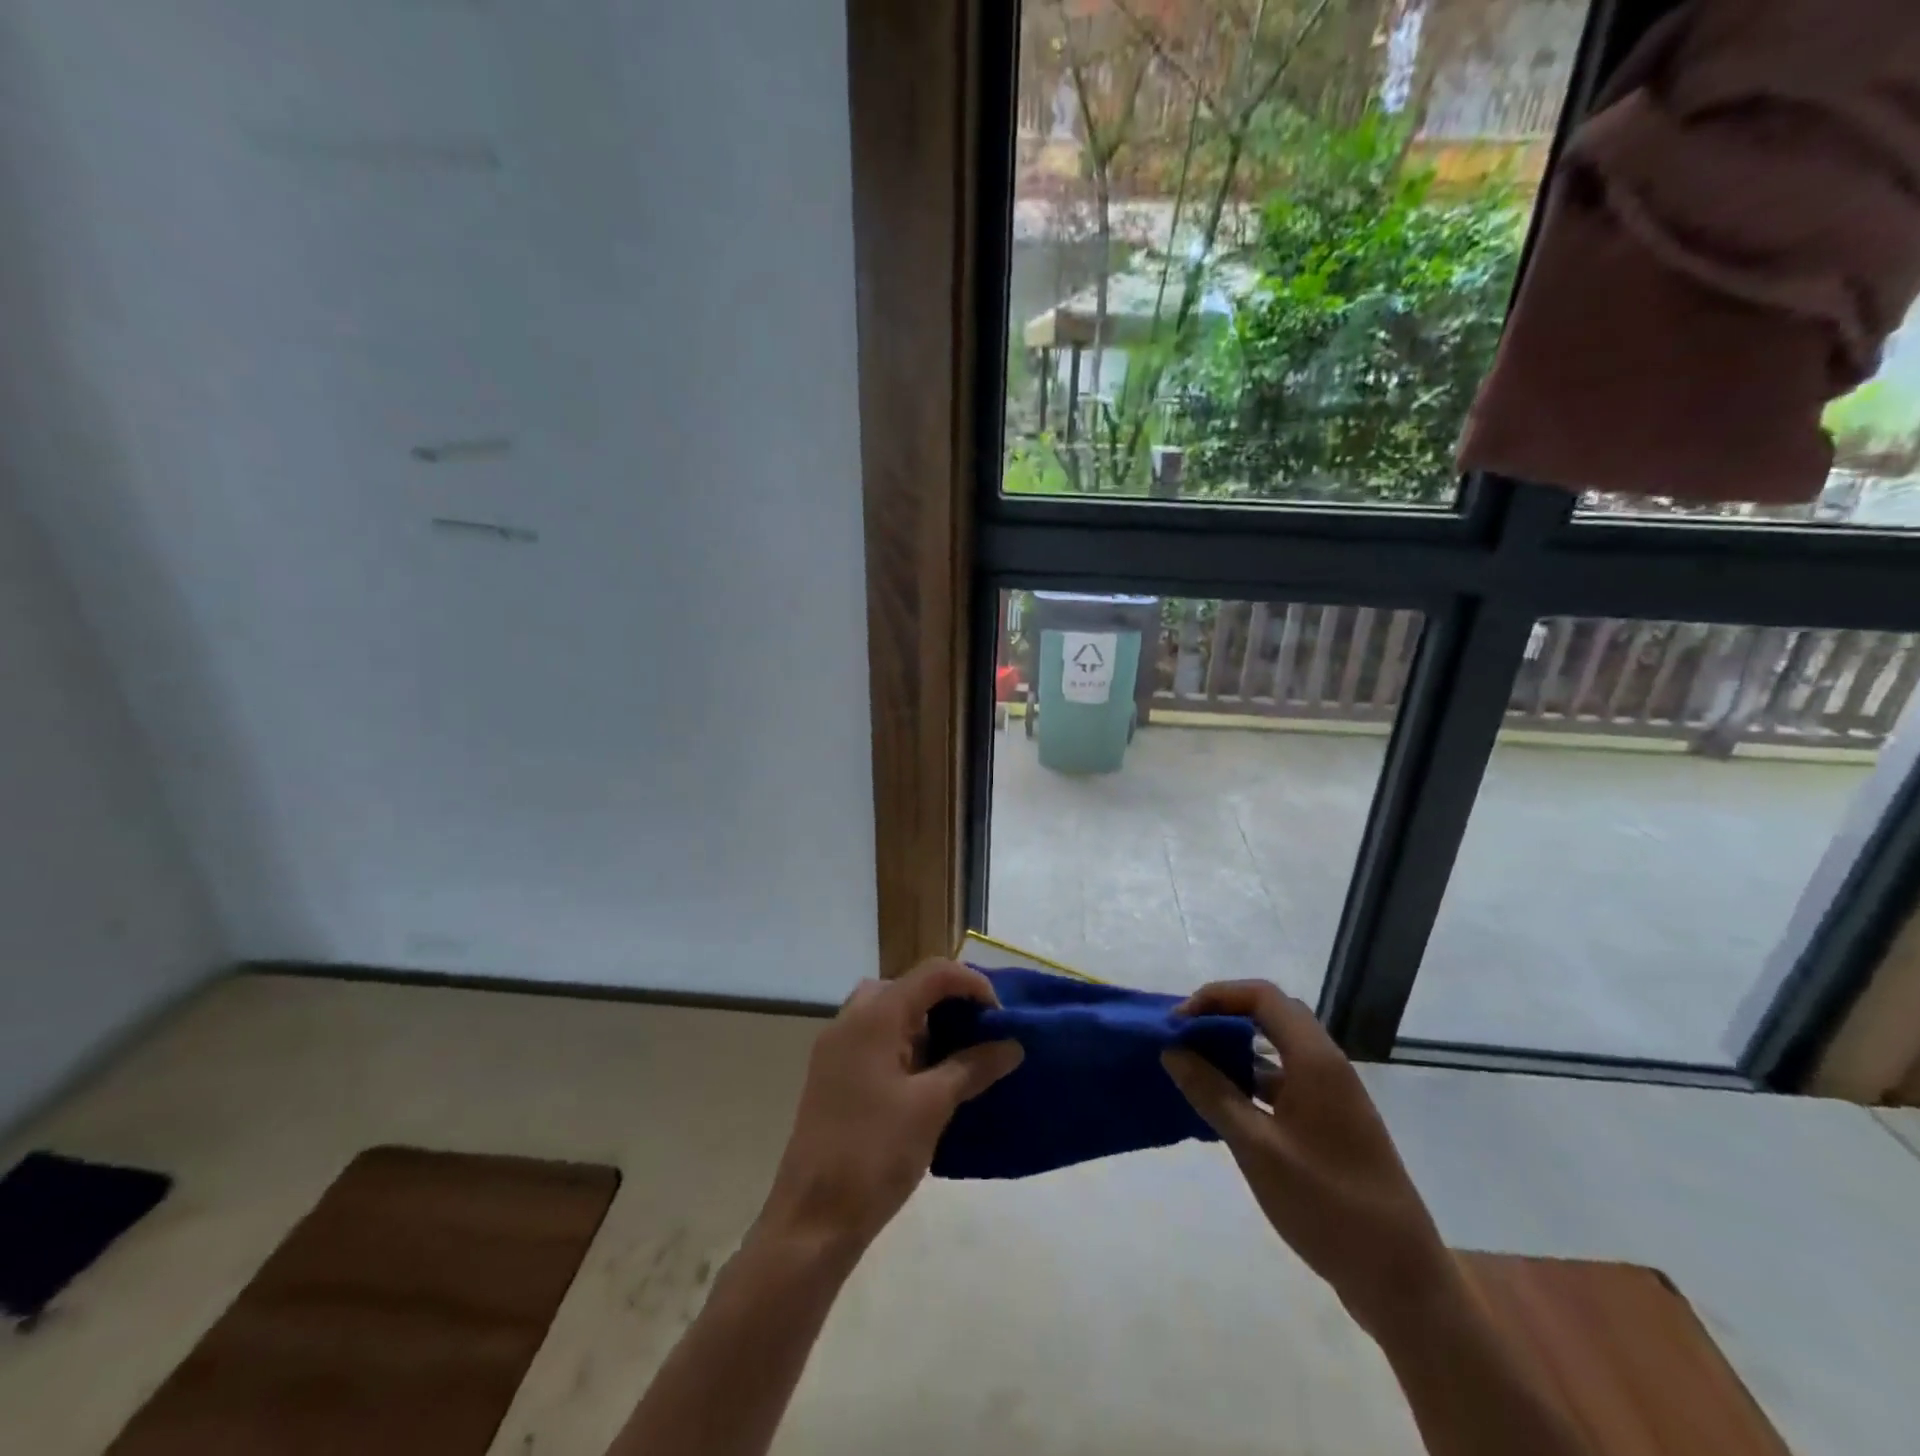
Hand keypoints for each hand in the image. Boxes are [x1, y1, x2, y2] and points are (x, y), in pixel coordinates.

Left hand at [755, 959, 1023, 1259]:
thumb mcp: (932, 1106)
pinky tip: (929, 1080)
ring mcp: (837, 1047)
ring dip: (927, 1025)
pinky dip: (906, 1045)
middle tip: (980, 1034)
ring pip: (891, 1013)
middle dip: (949, 1003)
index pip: (933, 973)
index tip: (1001, 1019)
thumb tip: (1011, 1045)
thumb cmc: (874, 1154)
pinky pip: (876, 1039)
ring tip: (960, 1057)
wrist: (811, 1220)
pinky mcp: (833, 1074)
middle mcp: (851, 1018)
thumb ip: (973, 1067)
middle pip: (909, 987)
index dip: (973, 985)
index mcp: (875, 1015)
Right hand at [1162, 979, 1452, 1334]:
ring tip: (1193, 1067)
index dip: (1216, 997)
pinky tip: (1223, 1104)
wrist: (1401, 1280)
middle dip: (1222, 1017)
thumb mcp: (1258, 1149)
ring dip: (1235, 1049)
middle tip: (1182, 1038)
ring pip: (1277, 1048)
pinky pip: (1284, 1080)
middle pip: (1270, 1015)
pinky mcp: (1330, 1123)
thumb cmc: (1328, 1206)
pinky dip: (1250, 1080)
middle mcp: (1327, 1066)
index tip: (1178, 1022)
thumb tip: (1172, 1051)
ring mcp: (1332, 1096)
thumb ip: (1212, 1094)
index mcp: (1316, 1060)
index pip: (1262, 996)